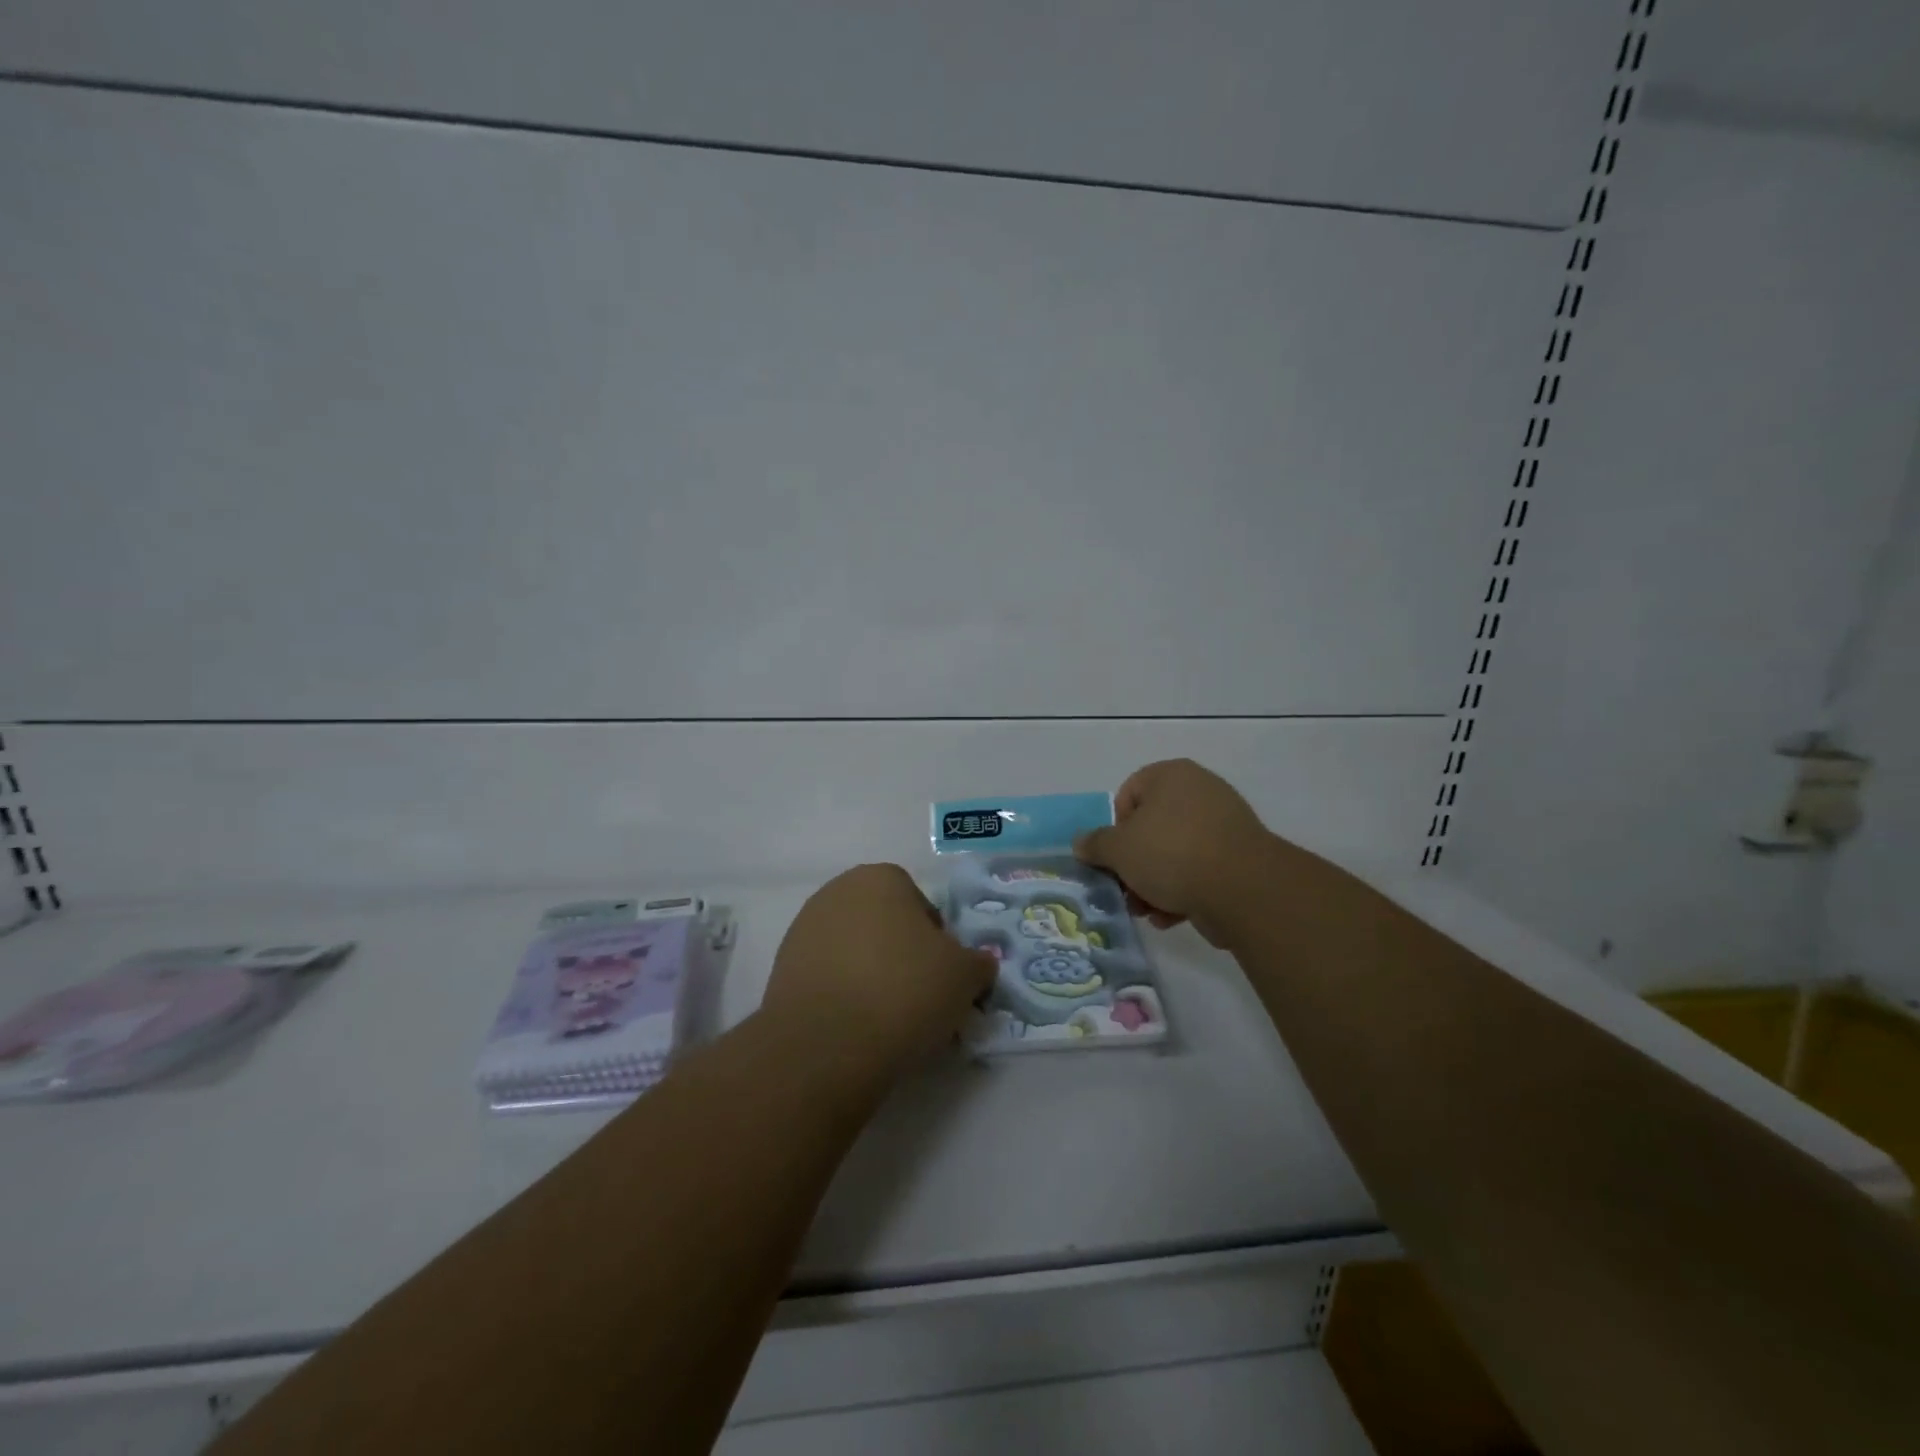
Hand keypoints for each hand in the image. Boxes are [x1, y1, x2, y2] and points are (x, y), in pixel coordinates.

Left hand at [763, 864, 996, 1081]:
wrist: (827, 1045)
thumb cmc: (905, 991)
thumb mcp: (964, 976)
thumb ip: (977, 962)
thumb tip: (978, 964)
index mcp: (880, 878)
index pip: (922, 906)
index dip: (938, 943)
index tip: (942, 978)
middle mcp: (837, 892)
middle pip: (885, 925)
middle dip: (902, 956)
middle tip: (919, 999)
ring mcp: (803, 930)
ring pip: (854, 952)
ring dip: (871, 975)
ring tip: (886, 1020)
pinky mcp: (781, 969)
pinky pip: (827, 978)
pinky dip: (843, 996)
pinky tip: (855, 1028)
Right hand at [1073, 759, 1282, 945]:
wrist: (1242, 889)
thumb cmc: (1171, 853)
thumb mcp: (1118, 849)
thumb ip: (1095, 844)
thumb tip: (1081, 843)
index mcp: (1171, 776)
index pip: (1128, 794)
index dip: (1115, 828)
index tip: (1113, 856)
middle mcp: (1200, 791)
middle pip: (1150, 828)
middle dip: (1133, 863)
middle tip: (1125, 889)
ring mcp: (1224, 825)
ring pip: (1173, 853)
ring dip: (1153, 883)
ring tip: (1146, 910)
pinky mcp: (1239, 857)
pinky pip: (1199, 870)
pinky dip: (1182, 891)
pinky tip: (1171, 916)